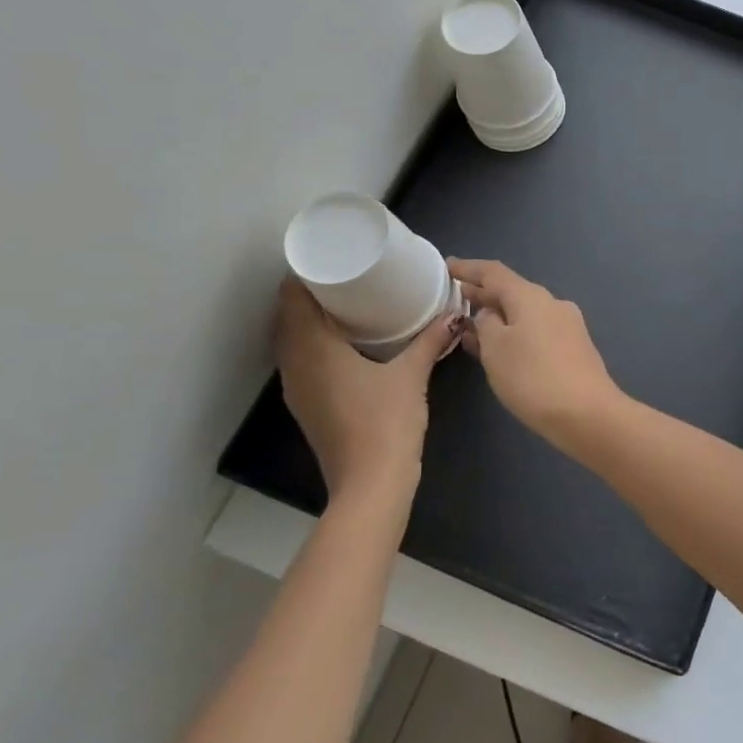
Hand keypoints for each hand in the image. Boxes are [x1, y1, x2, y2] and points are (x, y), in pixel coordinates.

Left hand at [273, 278, 459, 505]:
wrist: (370, 485)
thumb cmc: (386, 423)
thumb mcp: (412, 375)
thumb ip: (431, 340)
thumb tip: (455, 313)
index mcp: (314, 350)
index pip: (293, 299)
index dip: (304, 274)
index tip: (330, 257)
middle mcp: (296, 365)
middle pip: (287, 318)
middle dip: (309, 294)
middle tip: (344, 275)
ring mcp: (297, 388)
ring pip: (291, 341)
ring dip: (308, 320)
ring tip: (344, 302)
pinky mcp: (307, 405)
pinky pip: (301, 360)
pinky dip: (313, 343)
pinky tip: (344, 343)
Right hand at [447, 259, 621, 443]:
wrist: (587, 414)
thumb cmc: (533, 378)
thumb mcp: (496, 349)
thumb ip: (485, 325)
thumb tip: (489, 315)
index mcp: (531, 296)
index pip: (493, 272)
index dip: (468, 269)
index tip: (446, 267)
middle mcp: (552, 303)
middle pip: (511, 291)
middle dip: (482, 294)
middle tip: (453, 298)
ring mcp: (567, 325)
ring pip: (524, 312)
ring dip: (498, 316)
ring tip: (470, 325)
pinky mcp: (574, 347)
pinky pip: (536, 330)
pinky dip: (514, 332)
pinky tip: (499, 347)